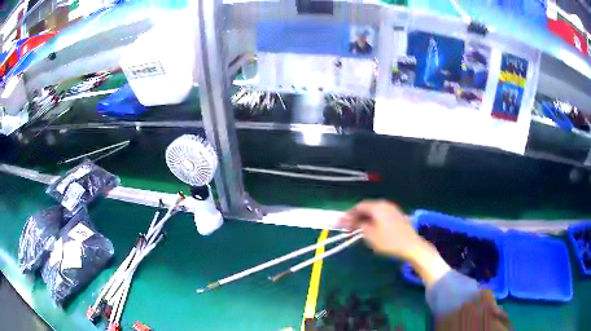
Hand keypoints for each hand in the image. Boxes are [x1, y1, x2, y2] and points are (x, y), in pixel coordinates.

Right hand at [339, 200, 420, 258]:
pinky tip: (371, 229)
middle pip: (367, 208)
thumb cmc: (389, 241)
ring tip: (358, 229)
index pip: (359, 206)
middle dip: (356, 217)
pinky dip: (373, 221)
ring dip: (365, 219)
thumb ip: (359, 225)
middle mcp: (385, 204)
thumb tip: (350, 221)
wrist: (411, 246)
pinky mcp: (398, 217)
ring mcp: (393, 210)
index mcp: (378, 206)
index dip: (349, 214)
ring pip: (375, 212)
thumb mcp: (370, 235)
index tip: (341, 223)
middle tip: (348, 227)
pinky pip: (381, 215)